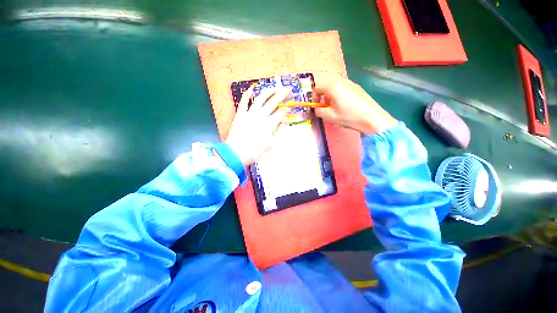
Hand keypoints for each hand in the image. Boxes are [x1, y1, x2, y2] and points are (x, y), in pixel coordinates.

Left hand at [226, 87, 289, 165]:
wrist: (237, 153)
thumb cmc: (256, 151)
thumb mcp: (271, 144)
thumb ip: (279, 132)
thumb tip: (285, 122)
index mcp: (270, 124)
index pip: (281, 113)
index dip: (286, 109)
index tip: (290, 106)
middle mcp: (261, 116)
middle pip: (273, 102)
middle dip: (282, 95)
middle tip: (287, 90)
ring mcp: (250, 113)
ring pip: (260, 99)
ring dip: (268, 92)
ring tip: (273, 88)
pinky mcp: (240, 114)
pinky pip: (244, 102)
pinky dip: (247, 94)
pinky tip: (251, 89)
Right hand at [313, 77, 396, 134]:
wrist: (371, 118)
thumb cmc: (348, 116)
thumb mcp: (329, 116)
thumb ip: (318, 111)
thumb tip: (317, 109)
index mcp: (333, 86)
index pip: (317, 88)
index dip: (314, 99)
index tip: (316, 108)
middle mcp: (341, 81)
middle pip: (326, 87)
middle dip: (322, 97)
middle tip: (324, 108)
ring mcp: (351, 83)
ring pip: (335, 88)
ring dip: (330, 97)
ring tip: (334, 108)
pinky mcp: (357, 88)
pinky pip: (343, 89)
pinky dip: (339, 96)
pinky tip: (344, 106)